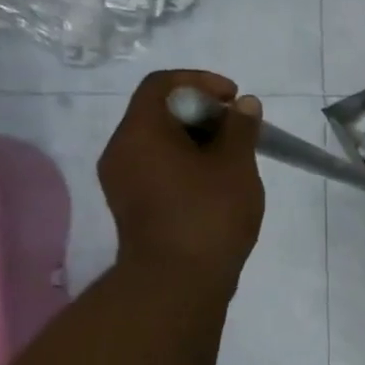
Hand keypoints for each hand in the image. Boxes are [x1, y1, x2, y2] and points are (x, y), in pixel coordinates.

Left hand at [98, 70, 264, 289]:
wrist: (178, 282)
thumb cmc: (209, 215)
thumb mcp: (236, 165)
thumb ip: (240, 128)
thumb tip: (244, 105)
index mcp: (140, 132)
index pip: (161, 84)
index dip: (200, 81)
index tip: (235, 98)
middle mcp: (121, 150)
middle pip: (158, 112)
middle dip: (202, 113)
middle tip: (239, 129)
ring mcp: (122, 180)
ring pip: (159, 142)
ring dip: (197, 140)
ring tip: (233, 158)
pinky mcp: (132, 204)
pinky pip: (157, 167)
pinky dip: (186, 163)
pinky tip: (216, 183)